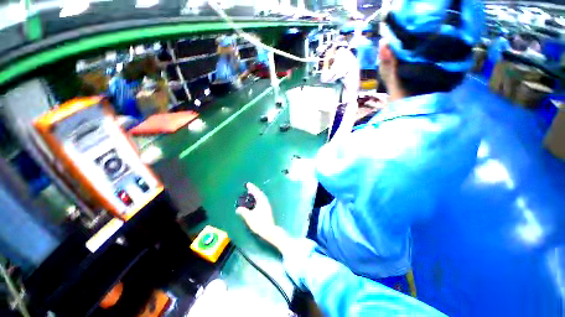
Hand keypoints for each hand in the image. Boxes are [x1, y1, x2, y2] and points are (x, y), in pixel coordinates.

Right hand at [236, 183, 276, 240]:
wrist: (269, 230)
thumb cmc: (259, 222)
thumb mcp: (249, 217)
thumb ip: (243, 211)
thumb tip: (238, 209)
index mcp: (261, 201)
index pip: (256, 192)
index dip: (252, 187)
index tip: (248, 184)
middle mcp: (265, 201)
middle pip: (259, 193)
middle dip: (254, 190)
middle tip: (248, 188)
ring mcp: (267, 205)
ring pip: (261, 197)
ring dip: (256, 194)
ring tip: (251, 194)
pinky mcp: (267, 209)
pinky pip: (262, 200)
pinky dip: (258, 198)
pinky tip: (255, 202)